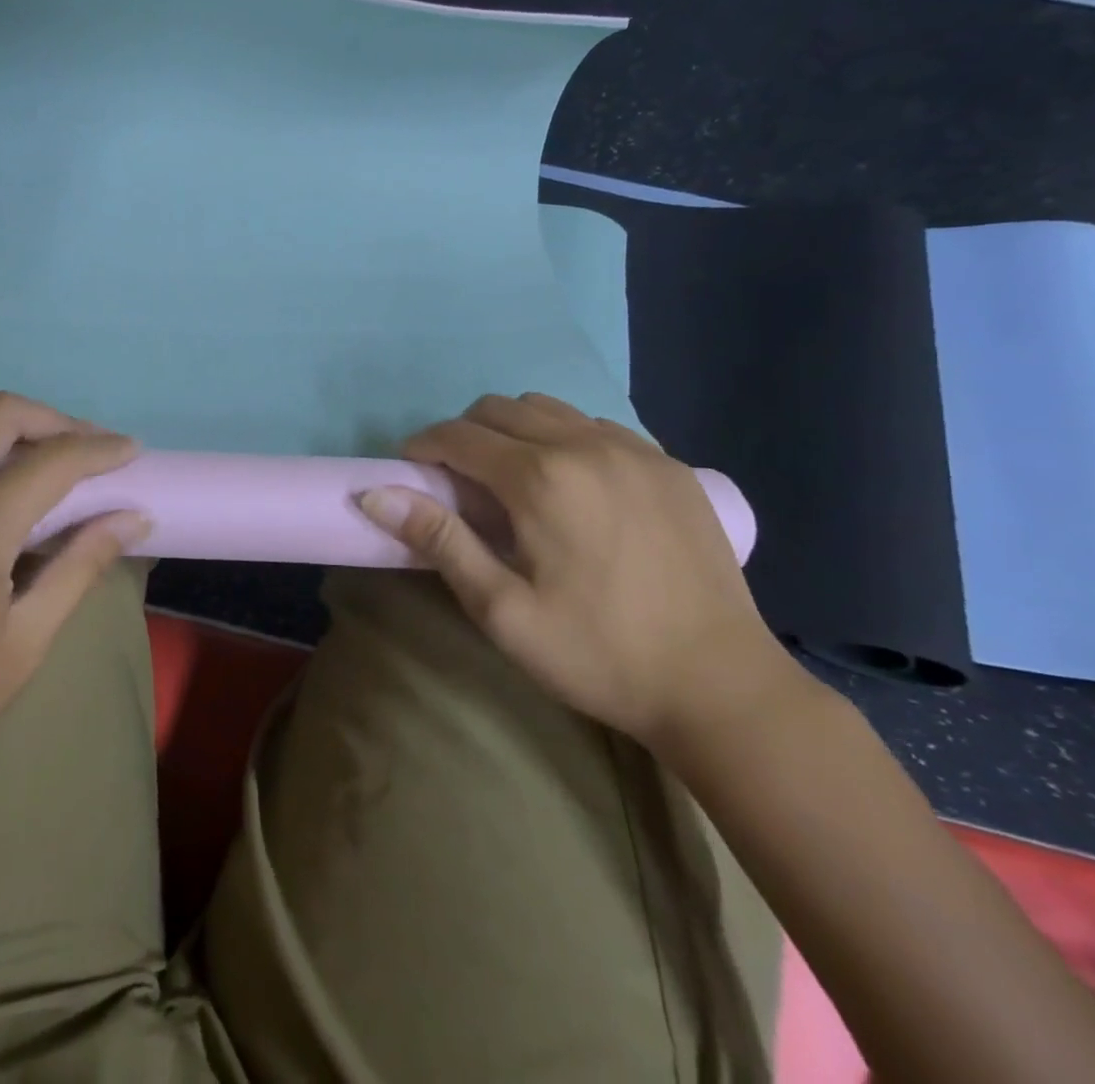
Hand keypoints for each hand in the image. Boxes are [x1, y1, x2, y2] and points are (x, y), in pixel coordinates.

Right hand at [358, 392, 804, 748]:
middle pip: (498, 409)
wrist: (720, 686)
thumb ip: (438, 540)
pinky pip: (596, 425)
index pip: (458, 435)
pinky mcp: (669, 465)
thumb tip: (374, 493)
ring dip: (513, 431)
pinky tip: (571, 485)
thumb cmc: (597, 653)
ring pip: (548, 409)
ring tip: (511, 480)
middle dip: (463, 435)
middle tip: (457, 482)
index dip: (423, 447)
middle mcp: (585, 445)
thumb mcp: (501, 609)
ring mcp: (635, 450)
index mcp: (540, 478)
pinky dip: (564, 438)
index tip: (410, 471)